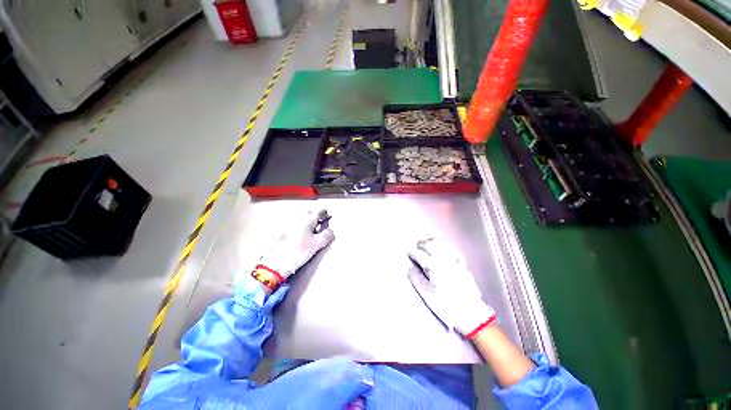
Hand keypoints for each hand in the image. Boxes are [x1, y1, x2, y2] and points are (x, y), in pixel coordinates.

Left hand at [256, 210, 334, 280]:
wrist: (275, 262)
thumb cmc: (297, 252)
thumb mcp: (317, 244)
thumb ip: (326, 235)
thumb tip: (330, 231)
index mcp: (308, 219)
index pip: (319, 211)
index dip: (325, 214)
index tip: (326, 216)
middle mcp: (297, 217)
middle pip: (309, 213)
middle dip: (314, 218)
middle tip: (319, 225)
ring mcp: (287, 223)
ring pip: (300, 219)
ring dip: (305, 223)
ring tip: (308, 232)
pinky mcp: (280, 231)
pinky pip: (292, 225)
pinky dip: (297, 228)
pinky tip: (297, 236)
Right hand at [408, 238, 495, 338]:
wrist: (470, 314)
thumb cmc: (446, 305)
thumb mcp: (427, 295)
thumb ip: (416, 279)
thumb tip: (410, 267)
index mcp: (433, 268)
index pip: (420, 255)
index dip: (413, 253)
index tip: (409, 253)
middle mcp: (444, 261)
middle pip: (431, 246)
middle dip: (422, 244)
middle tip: (417, 245)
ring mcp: (454, 262)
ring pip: (443, 245)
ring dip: (434, 241)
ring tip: (428, 241)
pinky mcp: (462, 265)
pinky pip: (453, 250)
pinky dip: (446, 245)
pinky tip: (443, 245)